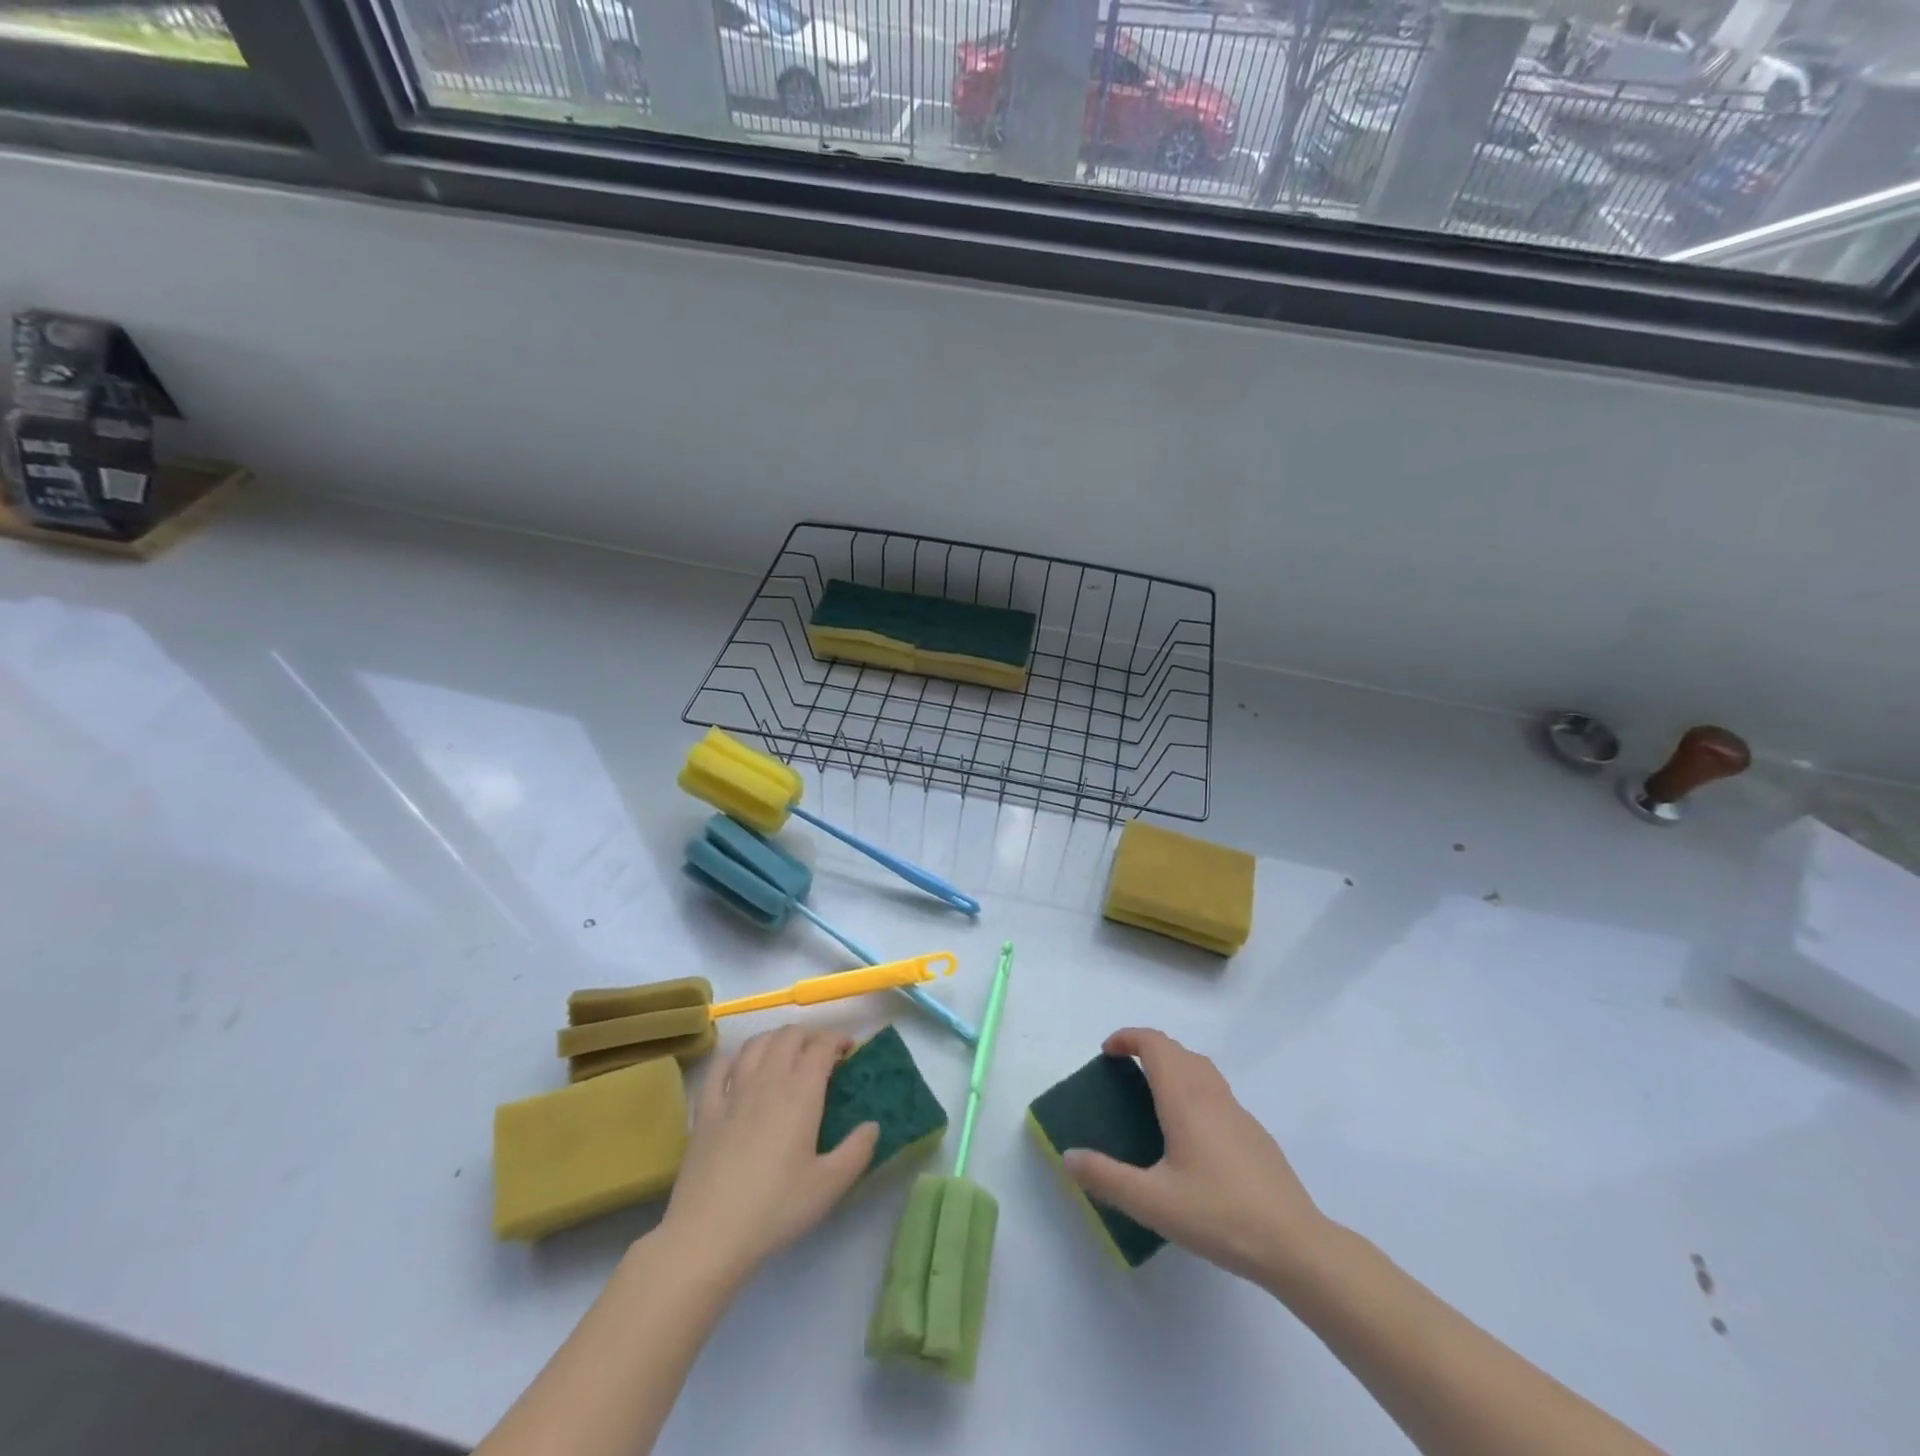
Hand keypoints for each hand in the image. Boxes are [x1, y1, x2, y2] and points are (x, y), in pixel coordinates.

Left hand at [658, 1026, 878, 1287]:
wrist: (708, 1234)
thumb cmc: (775, 1208)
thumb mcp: (829, 1186)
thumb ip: (857, 1151)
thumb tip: (873, 1125)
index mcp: (800, 1092)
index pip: (822, 1046)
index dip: (838, 1039)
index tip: (849, 1050)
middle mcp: (767, 1079)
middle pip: (789, 1035)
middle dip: (810, 1035)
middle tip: (823, 1053)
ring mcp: (733, 1091)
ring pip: (756, 1043)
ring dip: (777, 1039)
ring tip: (787, 1053)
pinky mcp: (706, 1109)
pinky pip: (722, 1066)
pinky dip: (738, 1057)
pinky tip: (743, 1067)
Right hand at [1063, 1027, 1330, 1289]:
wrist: (1296, 1245)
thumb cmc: (1220, 1216)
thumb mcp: (1153, 1203)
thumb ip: (1107, 1178)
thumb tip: (1069, 1156)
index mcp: (1185, 1099)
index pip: (1154, 1044)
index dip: (1128, 1038)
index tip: (1106, 1052)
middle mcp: (1211, 1094)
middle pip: (1176, 1049)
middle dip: (1146, 1048)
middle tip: (1122, 1071)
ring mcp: (1238, 1112)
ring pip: (1200, 1067)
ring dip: (1172, 1064)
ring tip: (1152, 1094)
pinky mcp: (1254, 1133)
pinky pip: (1216, 1091)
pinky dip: (1193, 1088)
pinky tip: (1190, 1133)